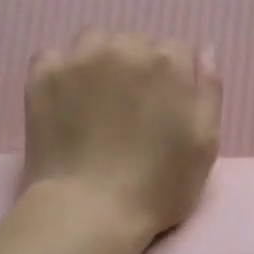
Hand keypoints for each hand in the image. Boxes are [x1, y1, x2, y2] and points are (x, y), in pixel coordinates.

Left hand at [22, 30, 222, 243]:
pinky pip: (57, 56)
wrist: (89, 211)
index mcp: (169, 64)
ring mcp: (79, 58)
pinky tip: (68, 105)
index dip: (174, 82)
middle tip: (131, 113)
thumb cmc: (158, 187)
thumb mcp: (205, 146)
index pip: (178, 52)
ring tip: (98, 105)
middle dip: (138, 69)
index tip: (165, 112)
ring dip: (101, 64)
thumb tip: (204, 50)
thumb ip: (210, 91)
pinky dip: (64, 74)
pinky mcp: (43, 73)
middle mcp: (125, 47)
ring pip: (96, 42)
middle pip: (137, 43)